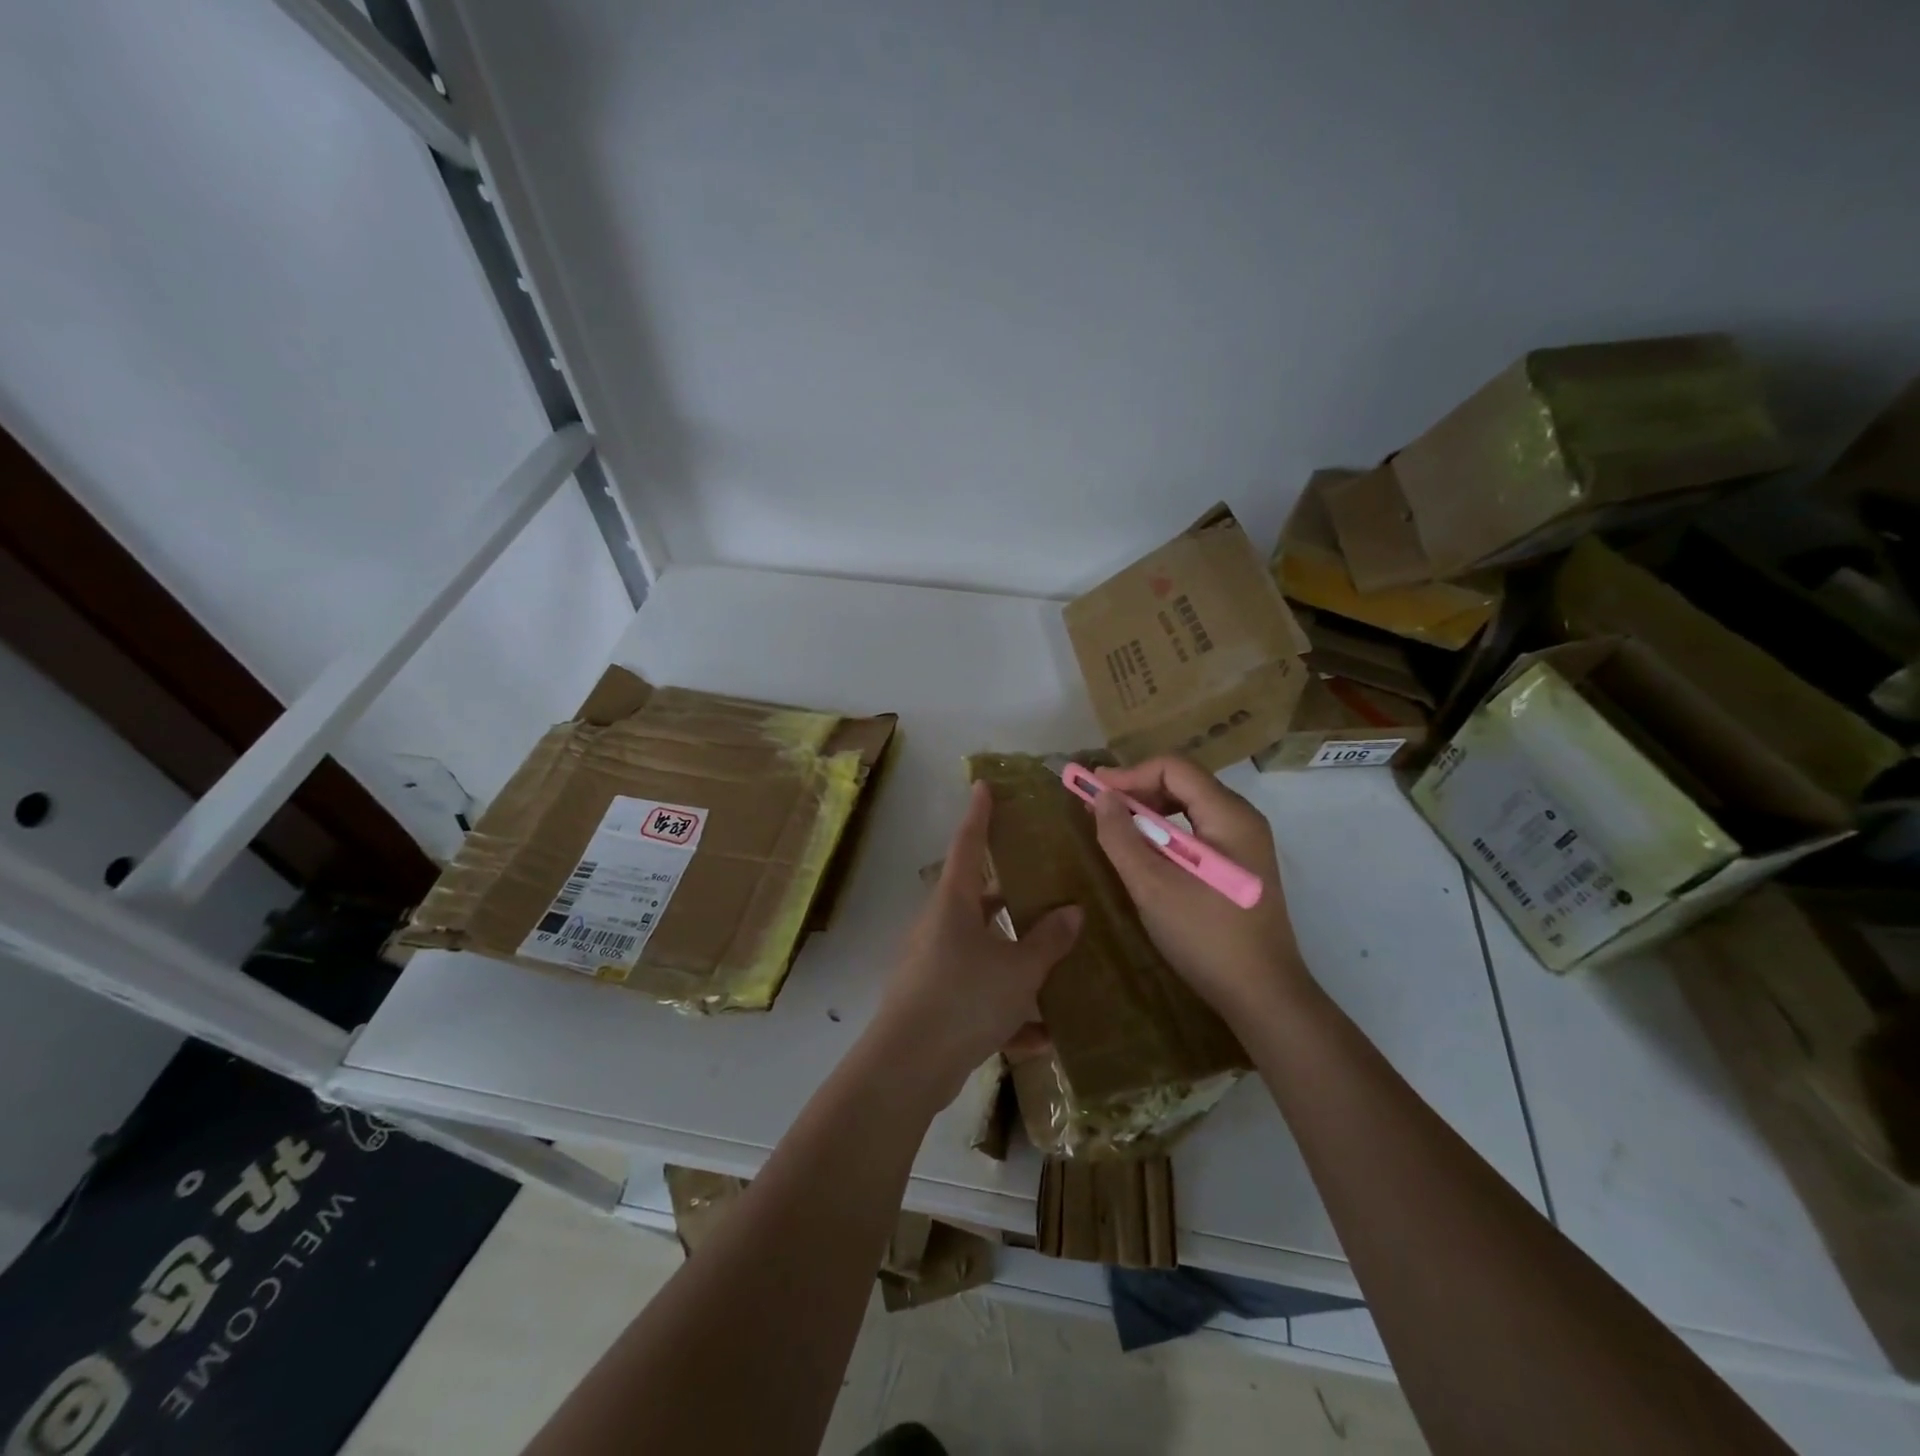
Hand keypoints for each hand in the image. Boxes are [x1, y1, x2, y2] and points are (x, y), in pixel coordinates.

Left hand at [866, 782, 1081, 1108]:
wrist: (909, 1066)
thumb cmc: (964, 998)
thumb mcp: (1018, 969)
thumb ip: (1048, 941)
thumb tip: (1073, 911)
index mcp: (954, 903)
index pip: (969, 845)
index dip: (979, 814)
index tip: (983, 786)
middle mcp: (940, 926)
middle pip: (979, 899)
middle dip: (1012, 896)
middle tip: (1047, 888)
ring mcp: (934, 964)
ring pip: (982, 950)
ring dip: (1016, 960)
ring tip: (1057, 966)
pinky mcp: (935, 1001)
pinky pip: (978, 994)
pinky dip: (1006, 1010)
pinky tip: (1040, 1036)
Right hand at [1089, 757, 1307, 1020]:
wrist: (1263, 996)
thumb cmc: (1206, 937)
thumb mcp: (1153, 886)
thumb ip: (1122, 837)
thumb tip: (1101, 796)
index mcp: (1229, 816)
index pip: (1174, 768)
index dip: (1129, 773)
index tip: (1092, 789)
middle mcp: (1242, 820)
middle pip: (1184, 783)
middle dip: (1137, 789)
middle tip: (1098, 808)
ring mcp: (1245, 844)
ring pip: (1190, 807)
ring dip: (1149, 811)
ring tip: (1116, 829)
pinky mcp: (1240, 866)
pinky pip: (1197, 831)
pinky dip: (1166, 833)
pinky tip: (1145, 853)